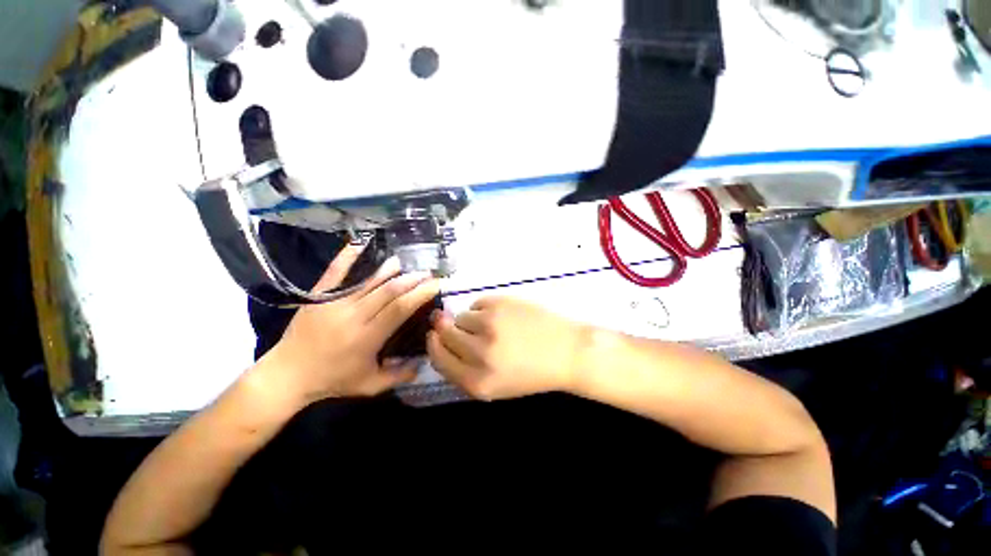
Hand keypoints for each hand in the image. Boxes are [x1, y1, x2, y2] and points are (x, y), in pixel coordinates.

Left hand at [265, 245, 439, 402]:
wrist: (286, 375)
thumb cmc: (332, 381)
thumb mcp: (370, 385)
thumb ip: (399, 375)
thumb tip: (423, 362)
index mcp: (368, 337)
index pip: (400, 309)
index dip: (420, 294)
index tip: (435, 285)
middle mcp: (353, 316)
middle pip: (389, 291)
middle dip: (412, 279)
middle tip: (427, 273)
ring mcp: (334, 303)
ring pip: (368, 280)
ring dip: (389, 269)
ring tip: (405, 262)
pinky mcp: (318, 296)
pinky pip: (335, 273)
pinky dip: (347, 257)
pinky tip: (359, 244)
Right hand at [427, 297, 587, 400]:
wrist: (567, 351)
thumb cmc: (533, 372)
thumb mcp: (496, 385)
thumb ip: (465, 370)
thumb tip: (439, 339)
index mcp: (477, 382)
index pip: (439, 359)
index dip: (434, 345)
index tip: (434, 336)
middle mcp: (479, 354)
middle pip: (445, 334)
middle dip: (447, 329)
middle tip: (460, 326)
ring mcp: (489, 325)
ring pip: (460, 317)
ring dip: (470, 321)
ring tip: (493, 325)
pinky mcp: (499, 304)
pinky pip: (477, 304)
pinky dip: (484, 309)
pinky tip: (503, 316)